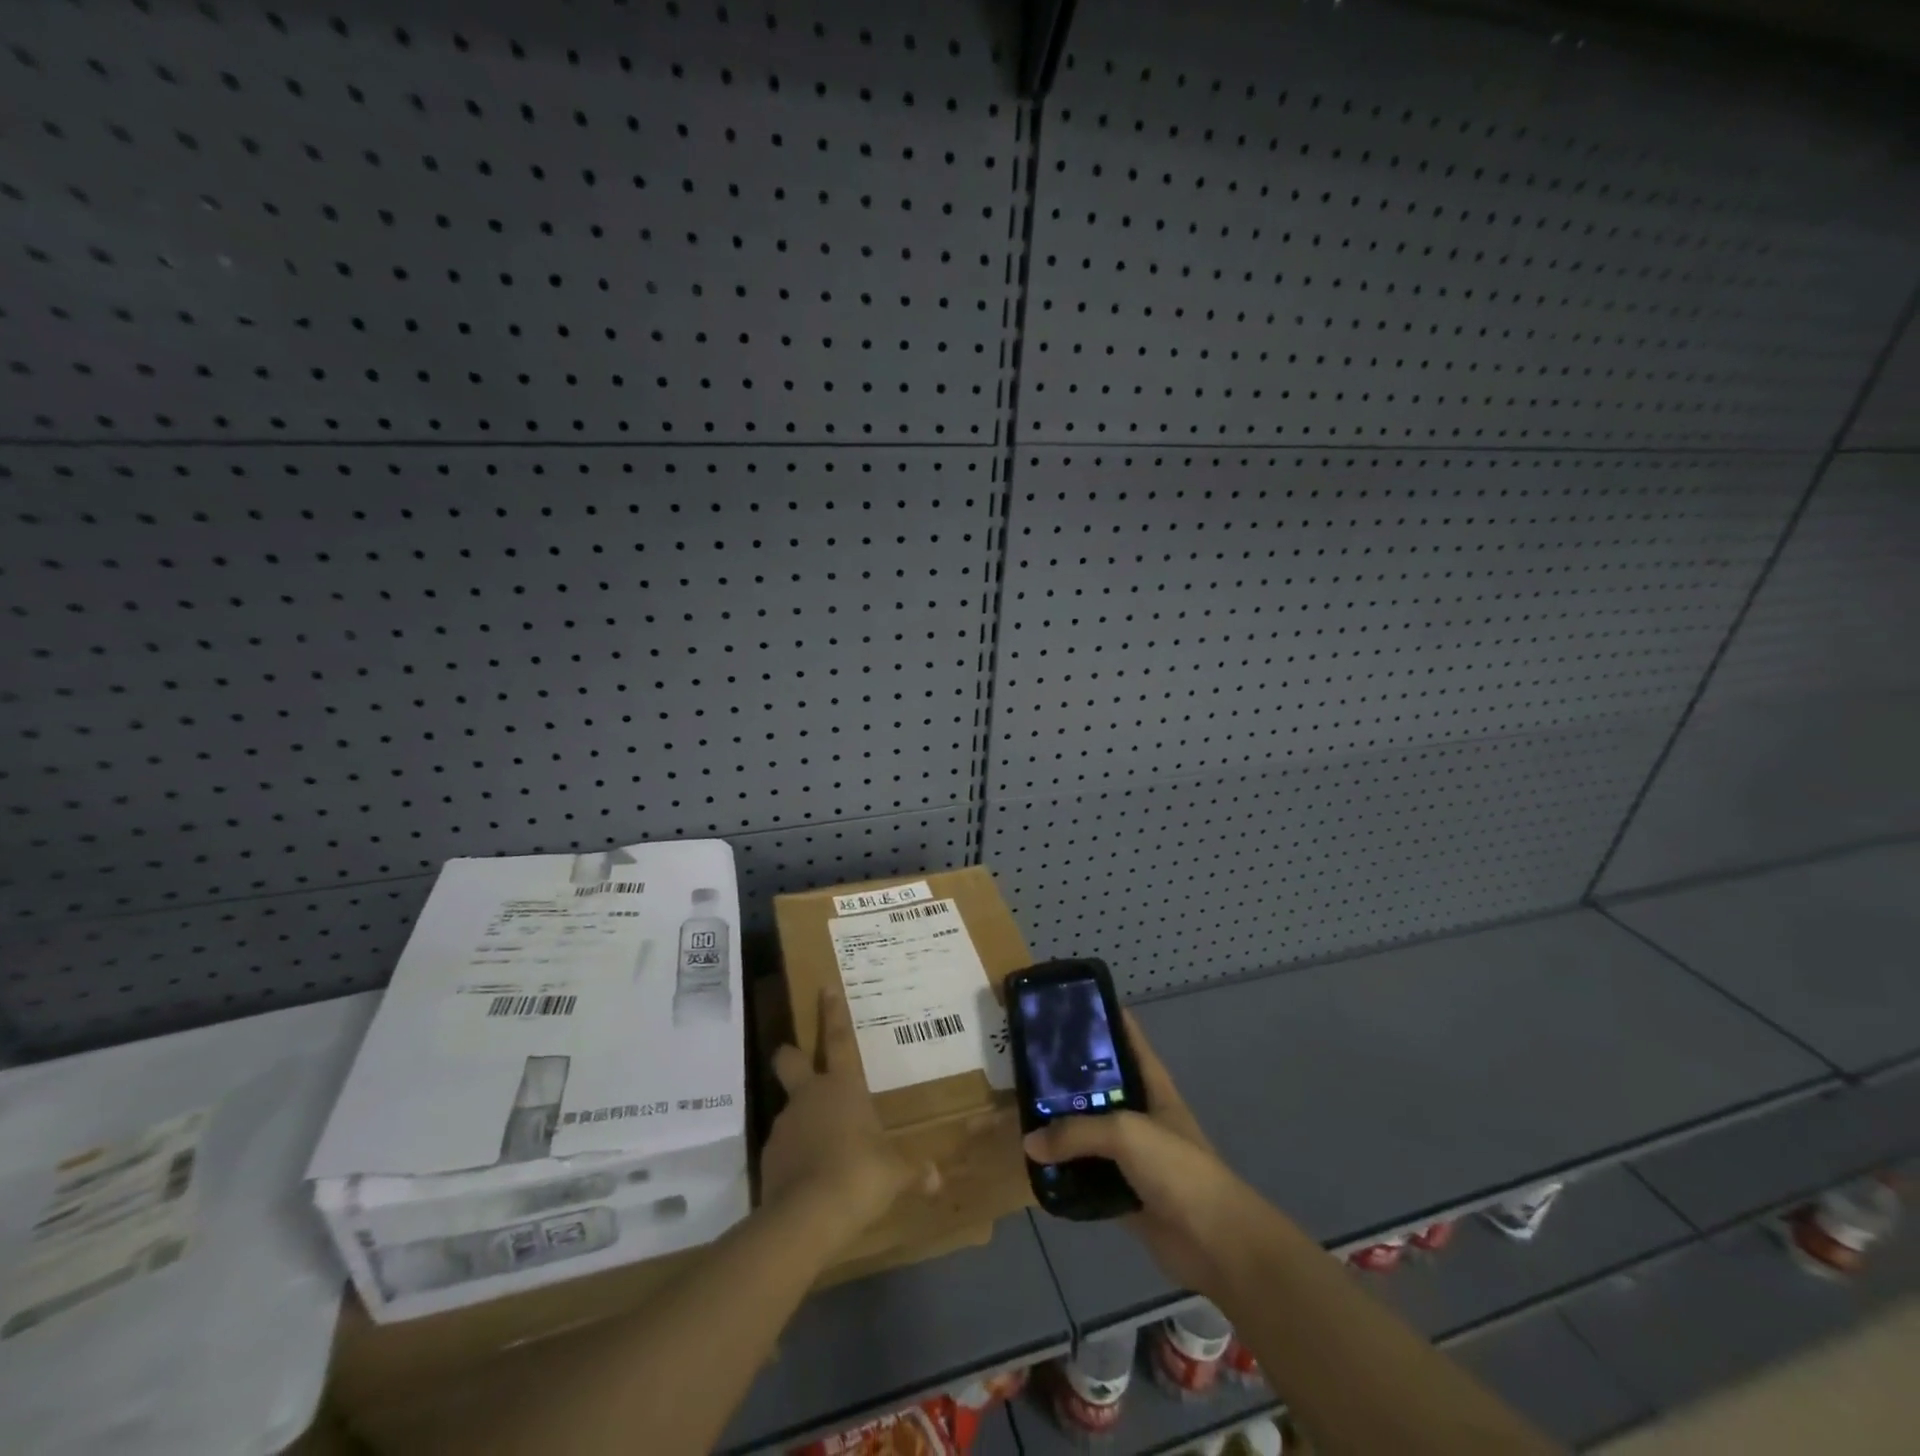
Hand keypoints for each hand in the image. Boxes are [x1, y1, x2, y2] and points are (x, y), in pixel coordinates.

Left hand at [761, 988, 933, 1245]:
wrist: (807, 1216)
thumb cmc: (860, 1175)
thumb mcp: (894, 1173)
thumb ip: (913, 1172)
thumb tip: (937, 1179)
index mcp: (843, 1087)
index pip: (839, 1039)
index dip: (833, 1012)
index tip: (825, 987)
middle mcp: (809, 1096)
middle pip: (790, 1060)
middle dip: (791, 1055)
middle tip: (796, 1060)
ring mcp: (784, 1125)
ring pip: (789, 1109)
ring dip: (801, 1119)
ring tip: (820, 1148)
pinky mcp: (768, 1158)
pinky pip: (783, 1148)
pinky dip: (793, 1156)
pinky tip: (807, 1179)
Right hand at [1022, 1010, 1259, 1296]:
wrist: (1214, 1241)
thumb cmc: (1177, 1167)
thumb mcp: (1125, 1133)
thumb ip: (1076, 1132)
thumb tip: (1030, 1142)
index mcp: (1150, 1082)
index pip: (1124, 1035)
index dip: (1098, 1015)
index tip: (1060, 1004)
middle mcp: (1139, 1110)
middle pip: (1099, 1083)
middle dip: (1067, 1072)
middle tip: (1025, 1059)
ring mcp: (1131, 1152)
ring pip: (1088, 1128)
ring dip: (1062, 1124)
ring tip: (1021, 1107)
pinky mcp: (1122, 1189)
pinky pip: (1086, 1172)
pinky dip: (1065, 1169)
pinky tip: (1036, 1161)